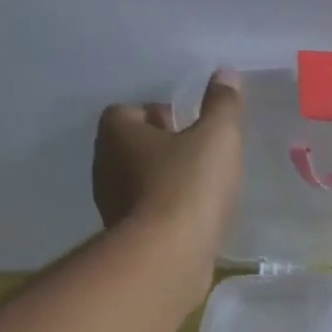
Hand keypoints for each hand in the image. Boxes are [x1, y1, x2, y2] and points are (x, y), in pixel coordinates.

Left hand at [92, 69, 244, 246]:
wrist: (169, 256)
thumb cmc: (189, 187)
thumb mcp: (218, 138)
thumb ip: (224, 106)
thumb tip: (227, 75)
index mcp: (117, 131)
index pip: (132, 112)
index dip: (161, 118)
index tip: (189, 129)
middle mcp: (104, 164)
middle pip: (134, 149)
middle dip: (162, 152)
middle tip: (198, 161)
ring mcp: (111, 206)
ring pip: (139, 186)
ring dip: (164, 187)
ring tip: (199, 197)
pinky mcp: (125, 241)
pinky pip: (147, 219)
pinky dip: (166, 218)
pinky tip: (192, 226)